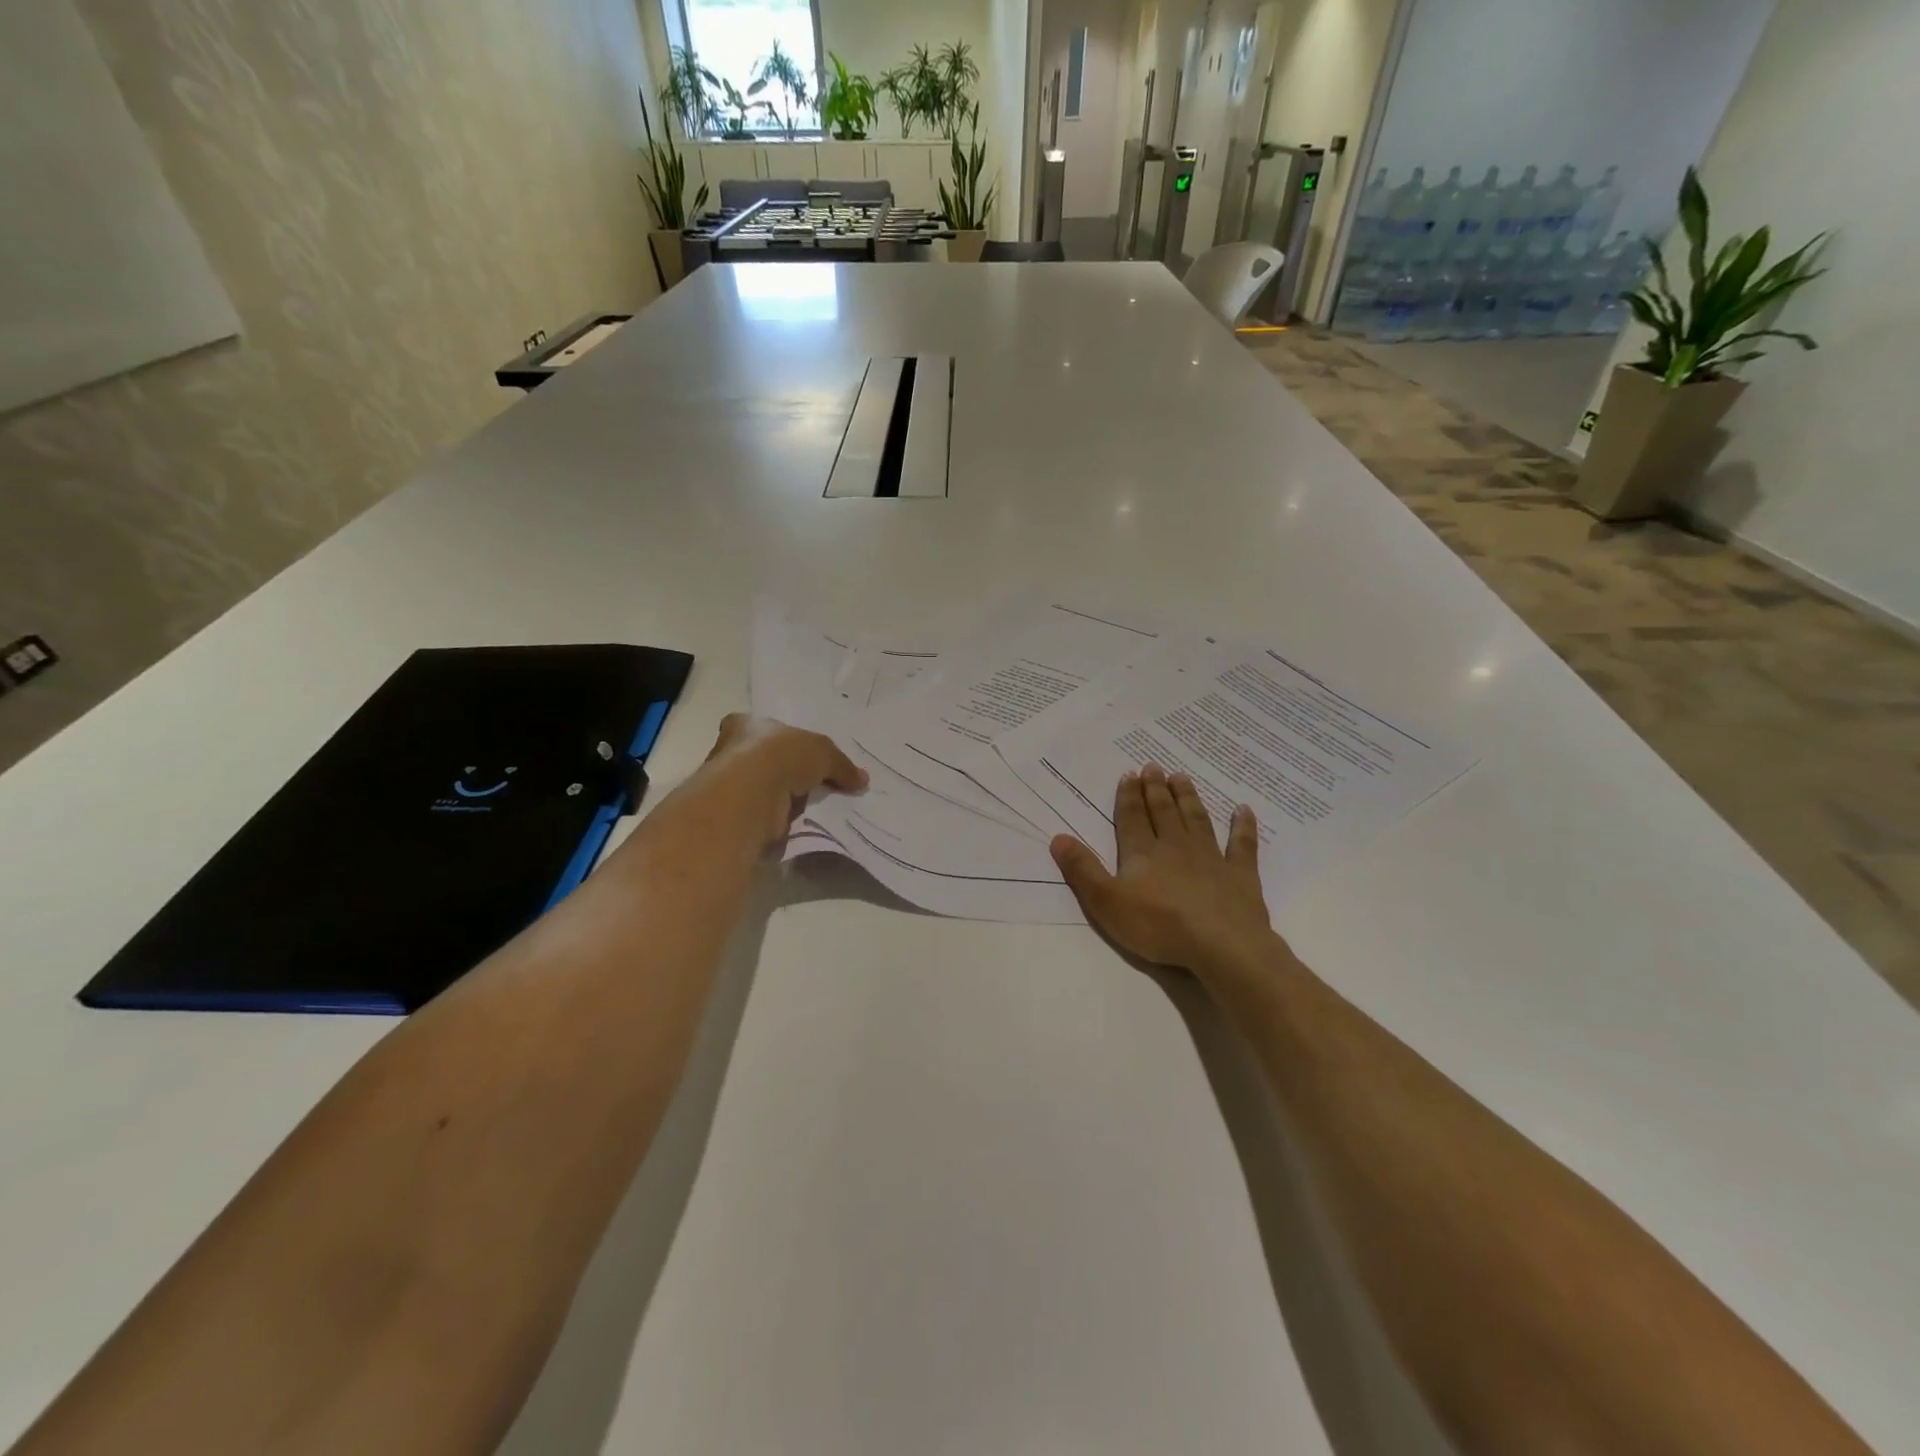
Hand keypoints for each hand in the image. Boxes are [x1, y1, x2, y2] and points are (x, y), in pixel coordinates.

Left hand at [703, 714, 867, 845]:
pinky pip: (764, 813)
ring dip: (784, 797)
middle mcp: (730, 751)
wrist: (752, 795)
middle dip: (787, 770)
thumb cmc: (781, 756)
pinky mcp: (736, 814)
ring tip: (812, 806)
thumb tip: (862, 779)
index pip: (762, 727)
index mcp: (745, 725)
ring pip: (764, 788)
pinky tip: (799, 822)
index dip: (783, 739)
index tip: (802, 753)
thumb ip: (841, 765)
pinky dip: (779, 818)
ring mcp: (730, 785)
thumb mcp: (823, 752)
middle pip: (764, 758)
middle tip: (814, 782)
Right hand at [1049, 763, 1278, 981]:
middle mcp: (1176, 847)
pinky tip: (1243, 810)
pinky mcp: (1240, 875)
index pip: (1132, 818)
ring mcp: (1211, 858)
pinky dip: (1242, 826)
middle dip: (1156, 789)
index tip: (1130, 774)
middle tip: (1154, 766)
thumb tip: (1058, 837)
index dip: (1128, 796)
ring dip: (1188, 798)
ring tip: (1182, 777)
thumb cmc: (1159, 926)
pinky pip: (1242, 845)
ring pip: (1196, 820)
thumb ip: (1082, 870)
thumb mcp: (1106, 902)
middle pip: (1163, 812)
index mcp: (1143, 853)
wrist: (1222, 945)